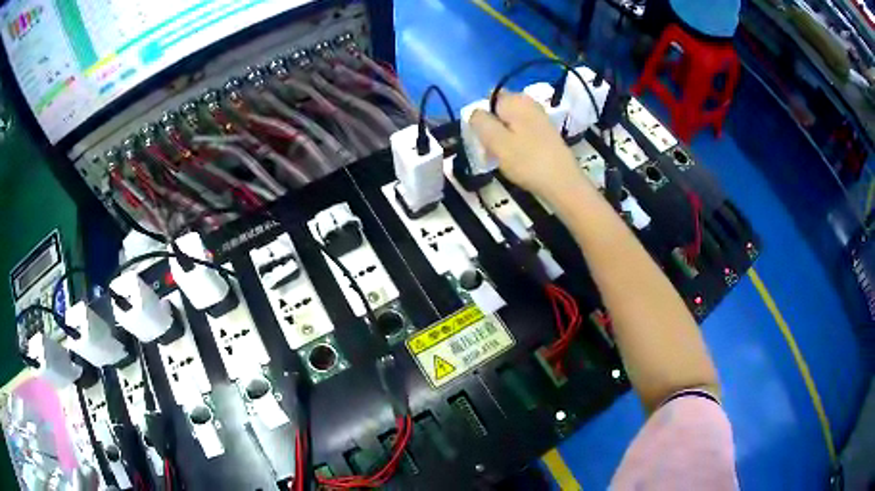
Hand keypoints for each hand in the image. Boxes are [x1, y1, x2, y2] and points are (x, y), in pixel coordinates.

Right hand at [469, 91, 590, 202]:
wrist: (564, 182)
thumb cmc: (527, 161)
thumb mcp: (495, 141)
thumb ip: (480, 122)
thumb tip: (475, 112)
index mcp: (514, 100)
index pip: (488, 98)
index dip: (481, 116)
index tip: (481, 137)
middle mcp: (528, 102)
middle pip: (500, 110)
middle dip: (492, 127)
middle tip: (490, 149)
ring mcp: (540, 117)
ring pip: (511, 122)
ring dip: (503, 137)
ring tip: (502, 157)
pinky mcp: (546, 132)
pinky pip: (522, 131)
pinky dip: (516, 142)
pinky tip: (517, 159)